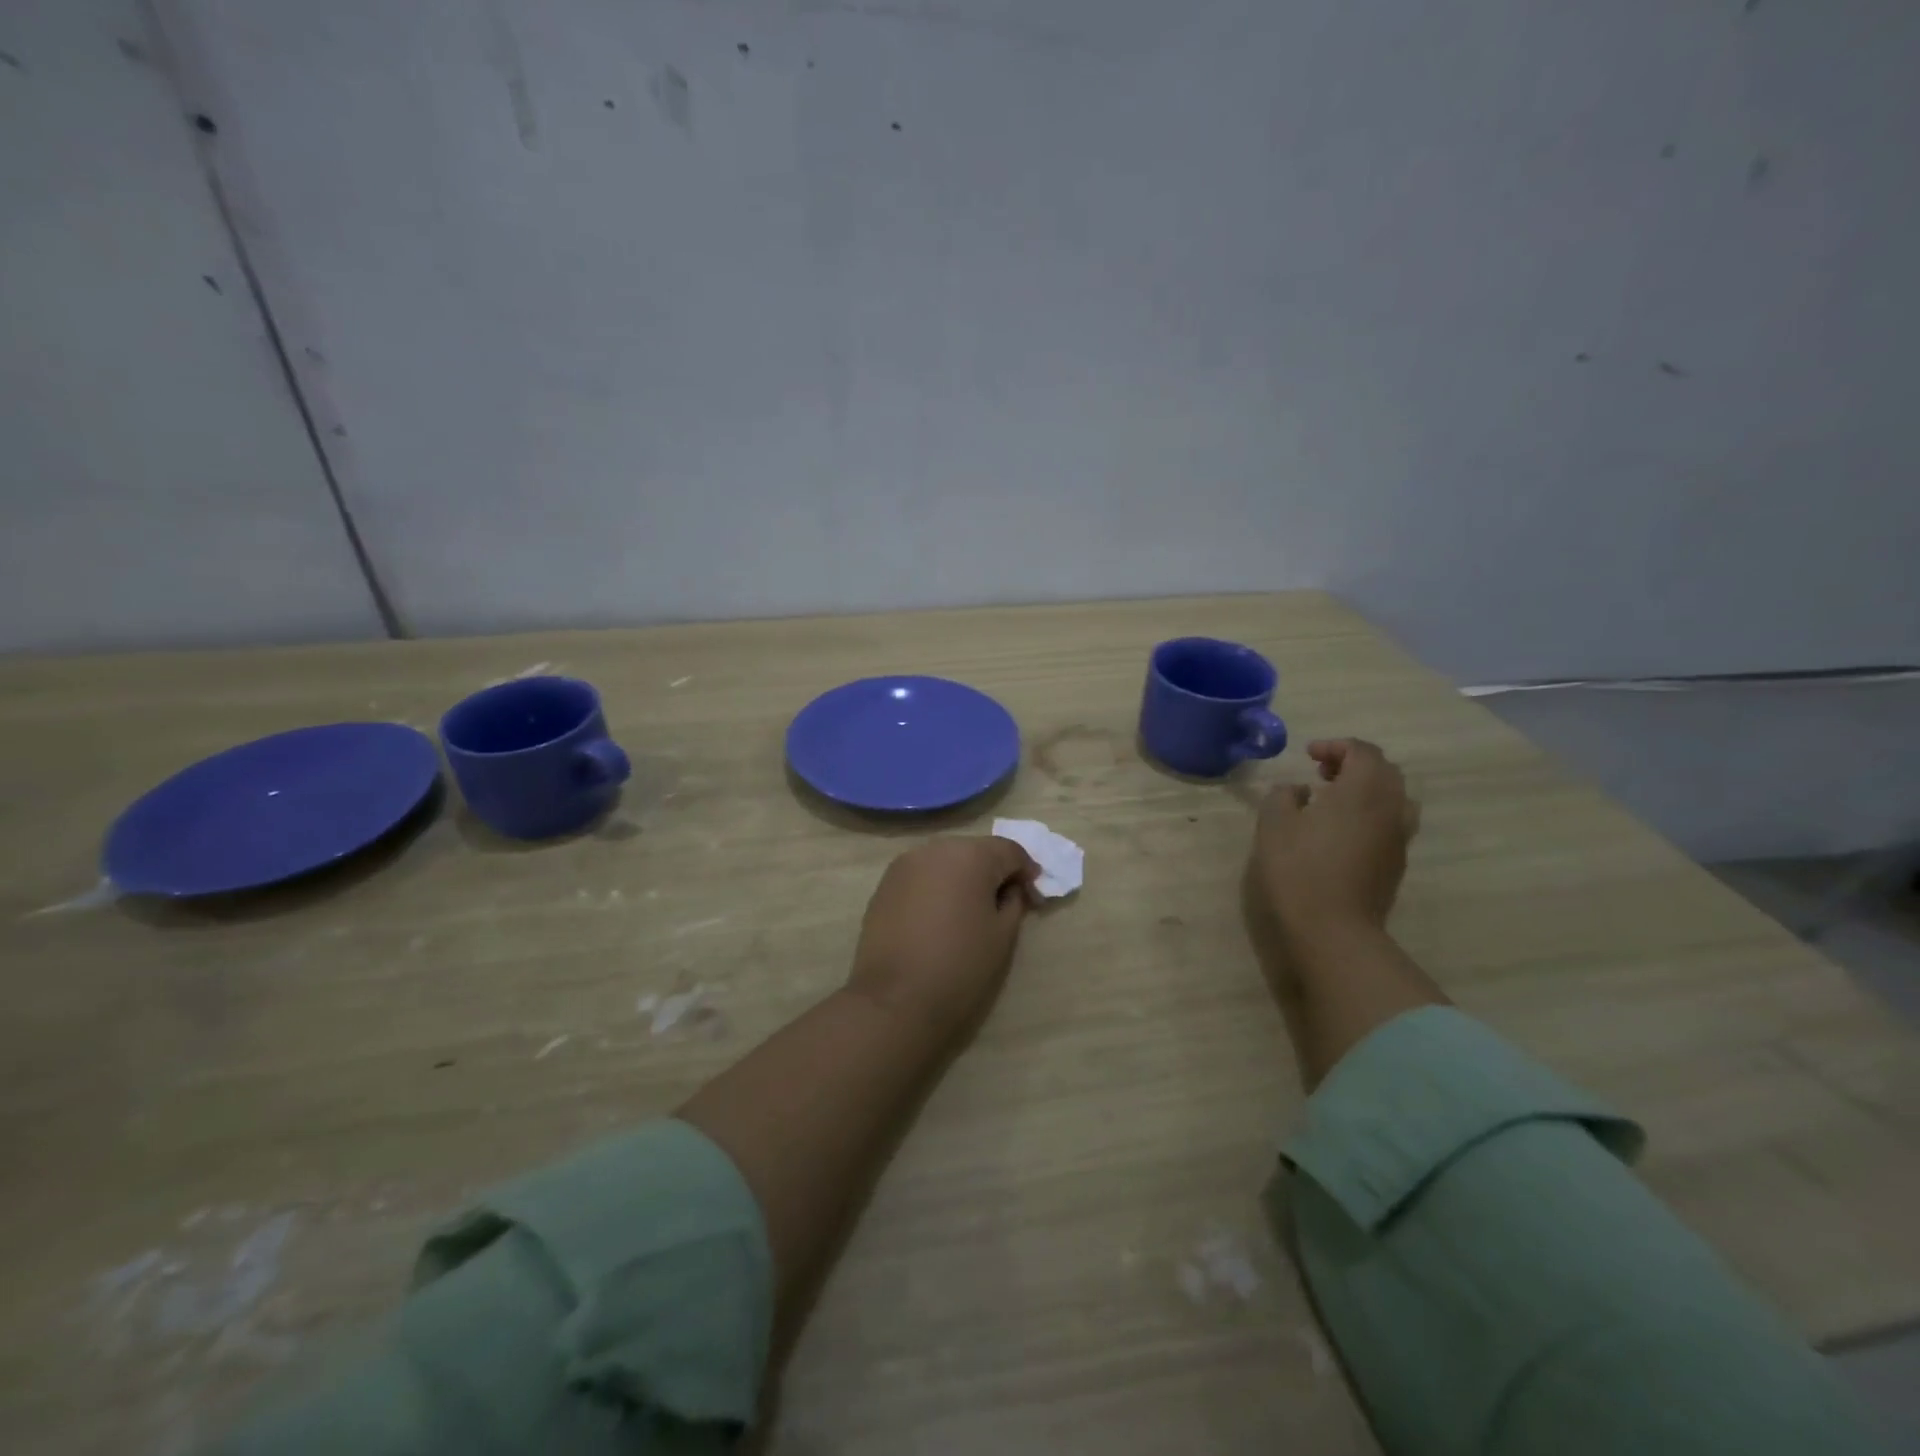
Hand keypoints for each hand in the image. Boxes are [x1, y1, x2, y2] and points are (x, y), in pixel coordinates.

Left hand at [847, 836, 1039, 1038]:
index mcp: (970, 855)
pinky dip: (936, 887)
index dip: (1026, 871)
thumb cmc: (960, 966)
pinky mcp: (884, 885)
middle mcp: (935, 849)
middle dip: (993, 871)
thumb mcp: (1003, 935)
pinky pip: (922, 876)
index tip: (1033, 897)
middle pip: (975, 851)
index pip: (1009, 850)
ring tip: (969, 911)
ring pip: (946, 861)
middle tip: (1004, 902)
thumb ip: (1014, 901)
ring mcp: (904, 865)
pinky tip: (939, 917)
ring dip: (962, 877)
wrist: (895, 1000)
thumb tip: (1010, 889)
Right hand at [1250, 739, 1419, 947]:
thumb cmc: (1298, 869)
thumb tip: (1298, 790)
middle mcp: (1391, 807)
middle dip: (1354, 763)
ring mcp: (1399, 836)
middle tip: (1321, 773)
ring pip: (1394, 797)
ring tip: (1335, 800)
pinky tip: (1342, 830)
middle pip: (1384, 770)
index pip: (1362, 751)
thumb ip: (1283, 795)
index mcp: (1363, 790)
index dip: (1335, 746)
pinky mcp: (1397, 862)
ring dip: (1366, 788)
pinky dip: (1371, 812)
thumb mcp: (1274, 824)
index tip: (1308, 756)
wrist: (1333, 928)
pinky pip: (1392, 822)